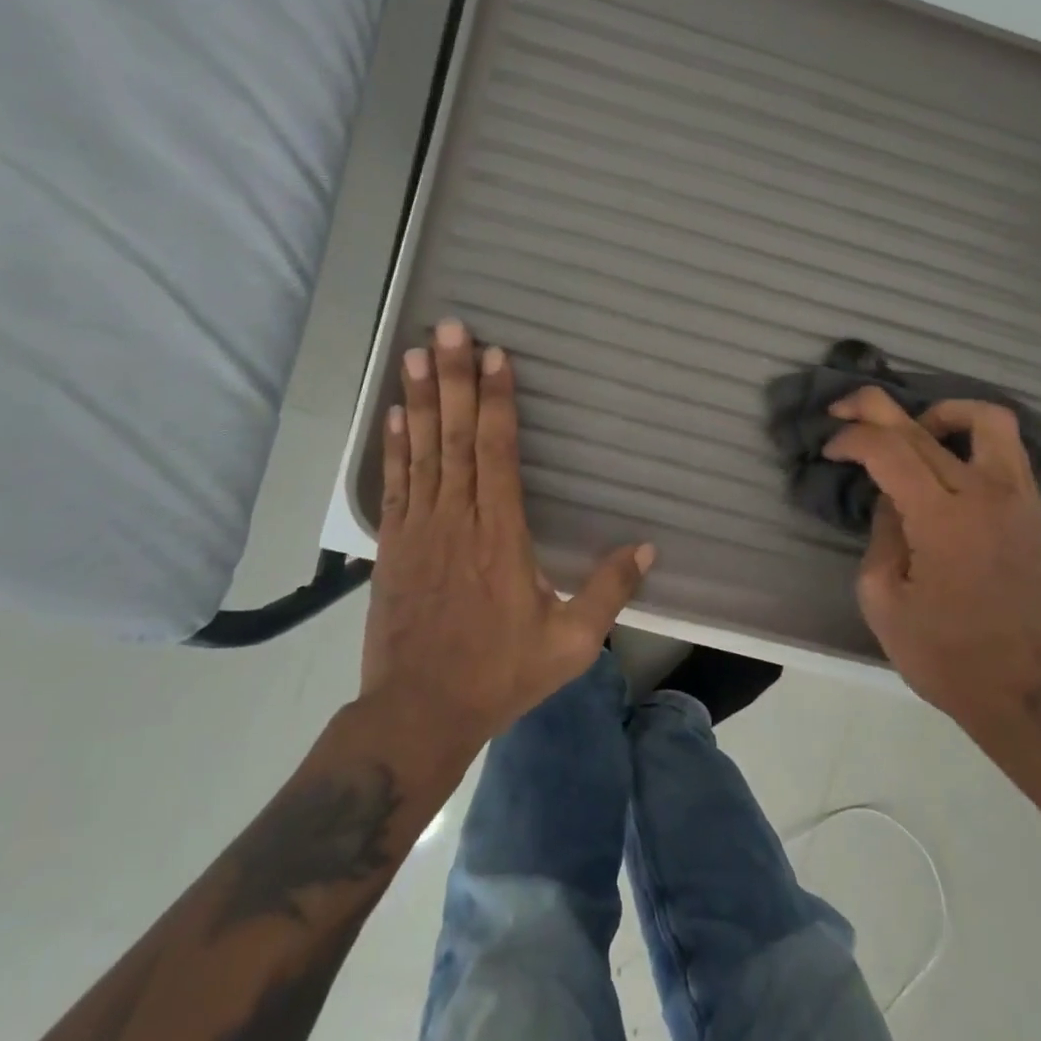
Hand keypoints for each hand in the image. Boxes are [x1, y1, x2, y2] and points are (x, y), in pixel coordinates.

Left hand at [360, 319, 654, 748]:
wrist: (419, 712)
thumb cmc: (500, 674)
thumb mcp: (571, 643)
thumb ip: (609, 591)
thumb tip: (647, 546)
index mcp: (501, 535)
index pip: (498, 452)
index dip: (497, 401)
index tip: (495, 356)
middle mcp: (458, 519)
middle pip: (457, 436)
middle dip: (455, 378)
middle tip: (448, 329)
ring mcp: (419, 528)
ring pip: (422, 450)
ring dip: (421, 398)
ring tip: (416, 351)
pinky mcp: (393, 544)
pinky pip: (395, 482)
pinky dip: (396, 444)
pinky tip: (397, 412)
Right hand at [823, 386, 1040, 721]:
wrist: (1018, 683)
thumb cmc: (941, 651)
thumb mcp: (882, 597)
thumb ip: (881, 532)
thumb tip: (890, 496)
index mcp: (942, 519)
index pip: (889, 449)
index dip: (851, 439)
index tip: (830, 450)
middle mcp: (984, 494)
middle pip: (925, 425)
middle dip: (873, 409)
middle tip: (843, 411)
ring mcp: (1016, 496)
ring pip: (985, 418)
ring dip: (939, 411)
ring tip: (912, 428)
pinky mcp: (1031, 506)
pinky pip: (1005, 445)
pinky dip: (970, 434)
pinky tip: (943, 455)